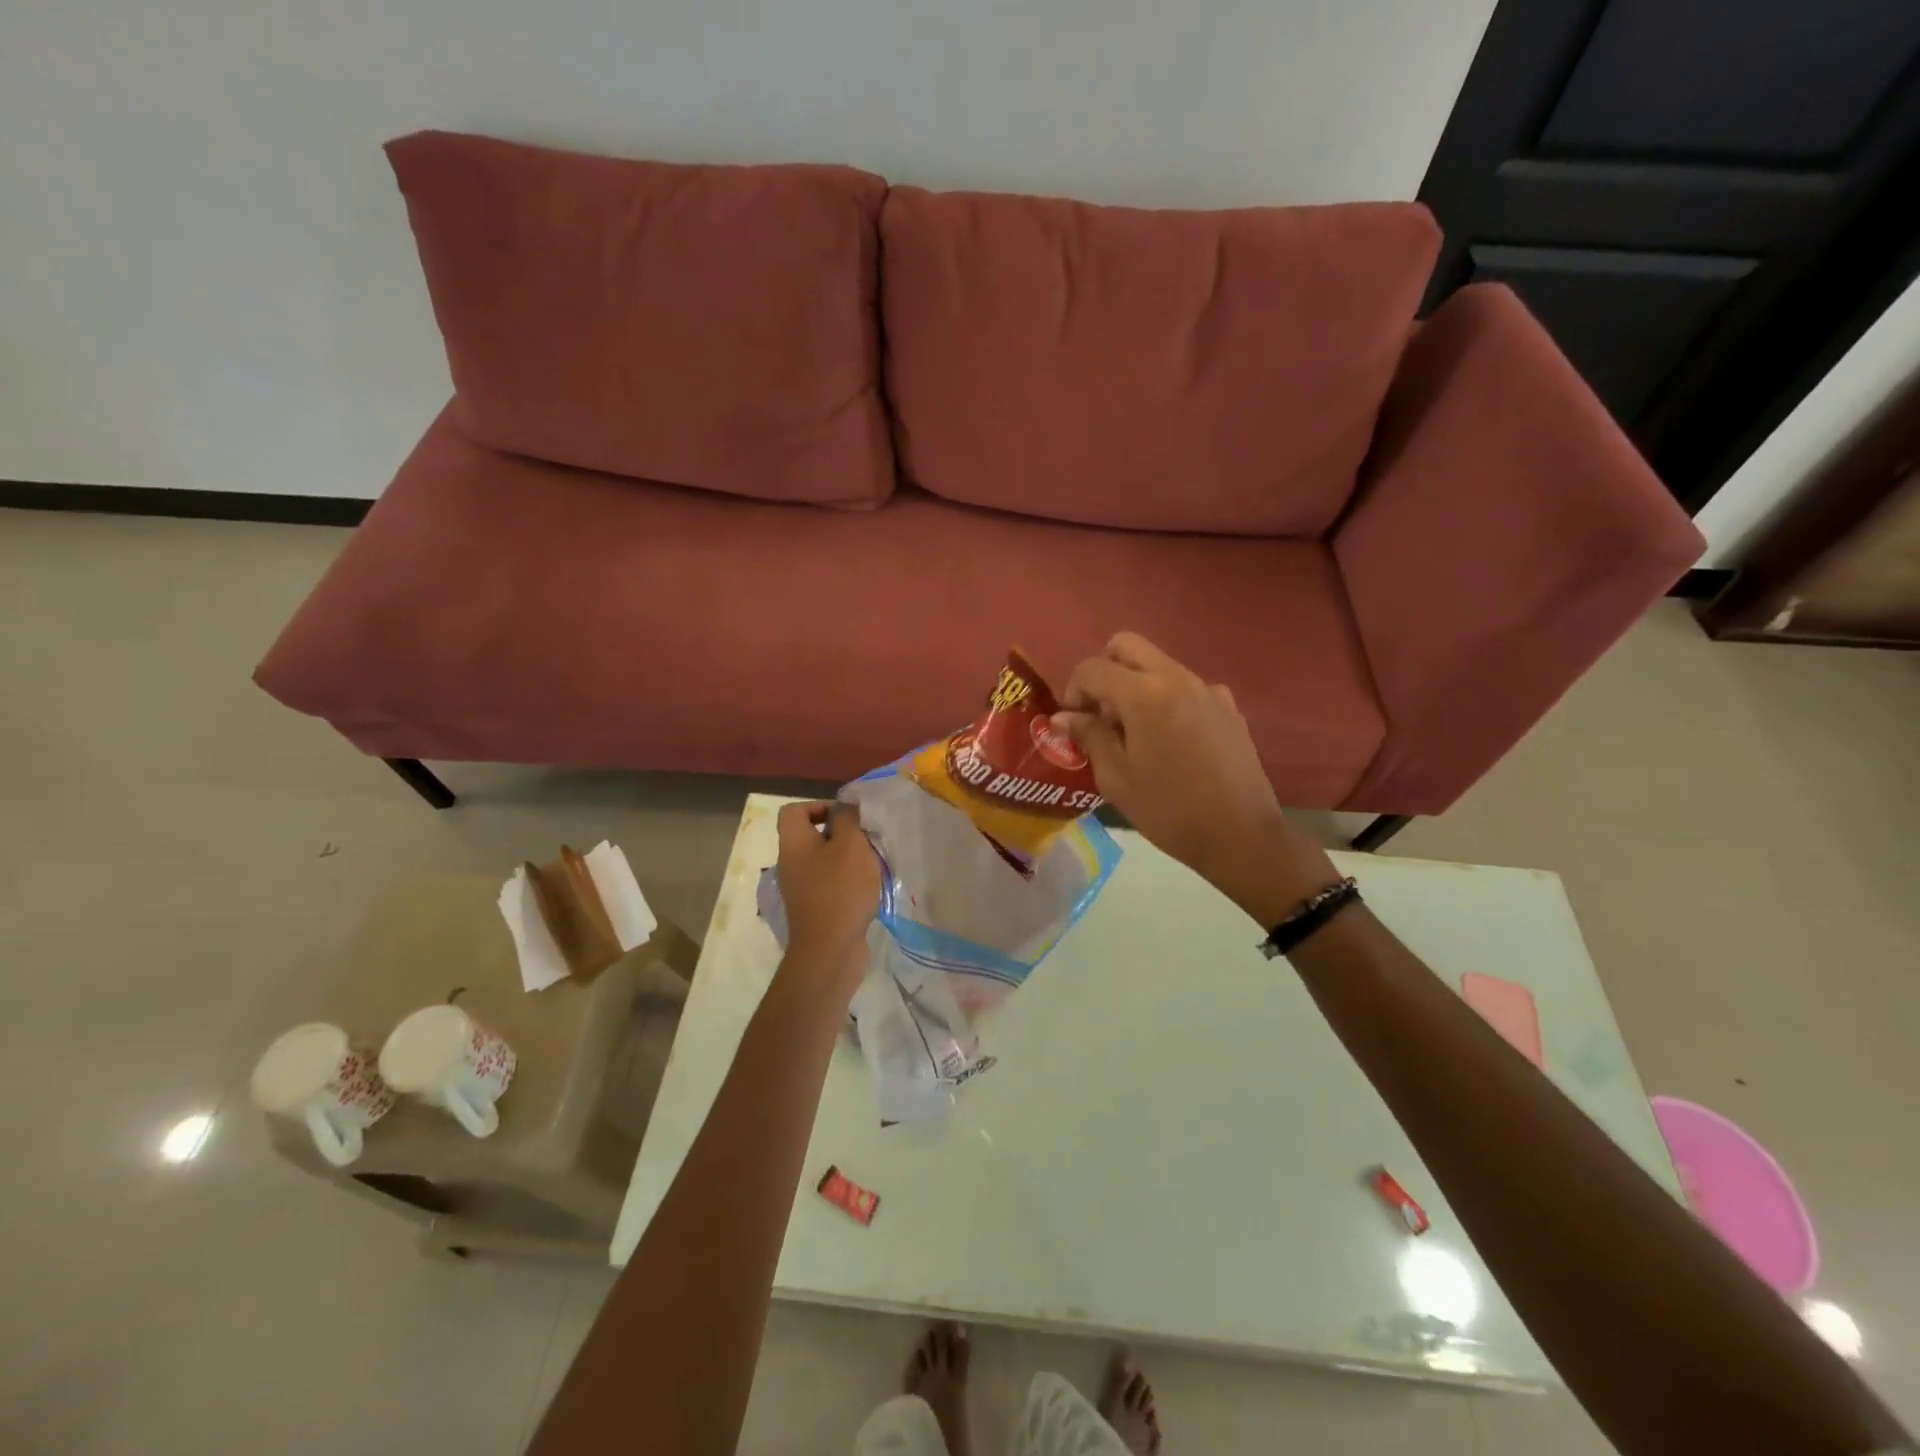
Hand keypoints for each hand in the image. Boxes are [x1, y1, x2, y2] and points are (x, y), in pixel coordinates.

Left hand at [775, 800, 880, 996]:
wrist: (829, 951)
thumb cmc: (840, 890)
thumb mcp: (850, 845)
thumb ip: (848, 819)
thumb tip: (844, 805)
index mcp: (793, 843)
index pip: (794, 811)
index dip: (819, 806)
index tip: (846, 817)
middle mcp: (791, 863)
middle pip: (812, 835)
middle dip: (842, 834)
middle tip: (866, 840)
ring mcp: (801, 888)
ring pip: (824, 860)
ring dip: (849, 859)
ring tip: (872, 864)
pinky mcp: (814, 908)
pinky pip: (830, 883)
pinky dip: (848, 881)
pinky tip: (868, 889)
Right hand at [1055, 633, 1339, 924]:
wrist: (1241, 836)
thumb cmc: (1169, 810)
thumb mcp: (1116, 778)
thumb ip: (1089, 736)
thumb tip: (1065, 717)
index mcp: (1144, 694)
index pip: (1093, 668)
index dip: (1073, 691)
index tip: (1073, 723)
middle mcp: (1177, 678)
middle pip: (1126, 646)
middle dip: (1103, 671)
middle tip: (1100, 713)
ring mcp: (1208, 689)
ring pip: (1158, 665)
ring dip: (1135, 685)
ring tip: (1134, 734)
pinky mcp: (1228, 707)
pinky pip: (1186, 687)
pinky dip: (1166, 701)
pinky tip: (1170, 742)